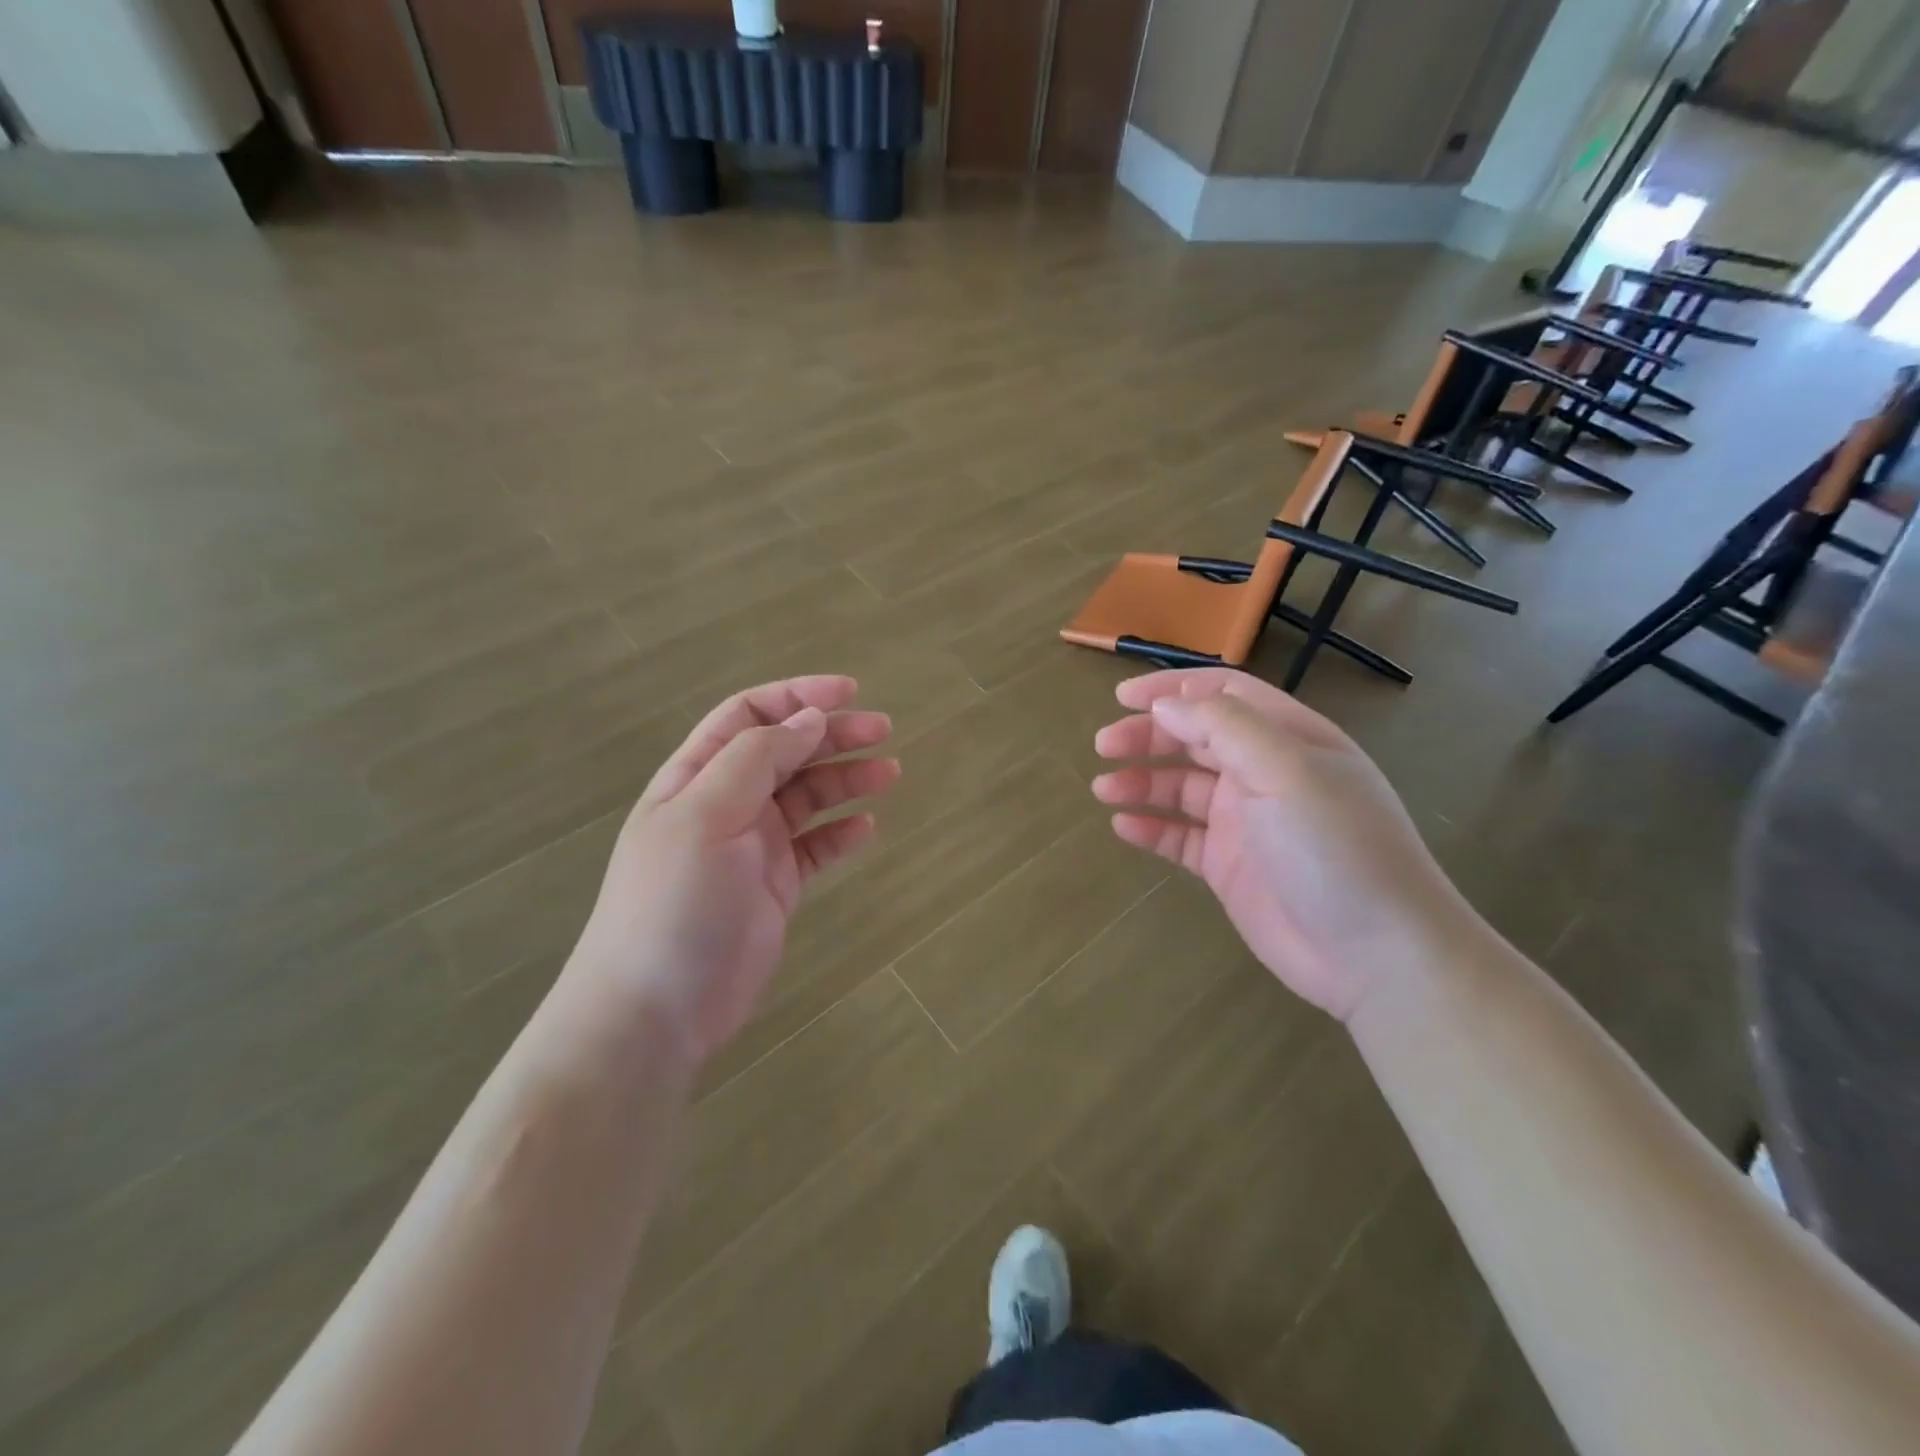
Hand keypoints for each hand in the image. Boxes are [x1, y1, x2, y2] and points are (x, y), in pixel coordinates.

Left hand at [571, 675, 897, 1060]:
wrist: (656, 1009)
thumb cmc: (674, 902)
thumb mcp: (707, 815)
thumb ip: (757, 760)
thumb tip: (809, 719)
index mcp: (698, 776)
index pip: (749, 716)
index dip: (796, 697)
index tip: (849, 692)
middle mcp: (726, 803)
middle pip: (786, 752)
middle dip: (833, 734)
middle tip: (883, 730)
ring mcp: (752, 846)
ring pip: (807, 797)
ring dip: (846, 779)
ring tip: (889, 772)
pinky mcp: (775, 886)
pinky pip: (815, 847)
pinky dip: (840, 833)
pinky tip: (866, 828)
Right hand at [1092, 669, 1474, 1020]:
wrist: (1377, 956)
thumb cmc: (1336, 849)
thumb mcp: (1286, 772)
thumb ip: (1224, 729)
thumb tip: (1165, 705)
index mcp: (1288, 739)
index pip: (1223, 696)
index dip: (1172, 690)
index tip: (1122, 698)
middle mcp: (1265, 774)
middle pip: (1195, 739)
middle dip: (1148, 736)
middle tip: (1104, 745)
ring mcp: (1246, 822)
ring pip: (1181, 788)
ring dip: (1142, 782)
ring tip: (1104, 789)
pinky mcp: (1230, 867)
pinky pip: (1181, 837)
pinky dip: (1152, 828)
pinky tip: (1124, 826)